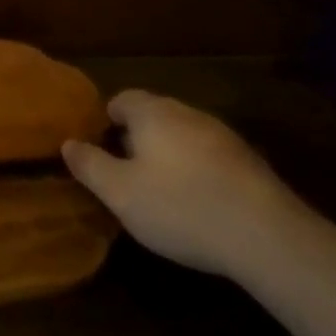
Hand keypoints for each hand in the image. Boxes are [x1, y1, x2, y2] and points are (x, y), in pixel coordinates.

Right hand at [62, 90, 308, 276]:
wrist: (267, 237)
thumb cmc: (180, 207)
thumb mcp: (119, 192)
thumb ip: (90, 165)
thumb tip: (68, 143)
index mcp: (153, 113)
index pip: (122, 99)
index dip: (106, 121)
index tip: (99, 151)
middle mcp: (188, 113)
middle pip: (154, 114)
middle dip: (136, 137)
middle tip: (124, 173)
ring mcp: (224, 136)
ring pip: (183, 135)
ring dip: (168, 154)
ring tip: (158, 190)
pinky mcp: (250, 163)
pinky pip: (209, 157)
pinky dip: (196, 171)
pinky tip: (196, 203)